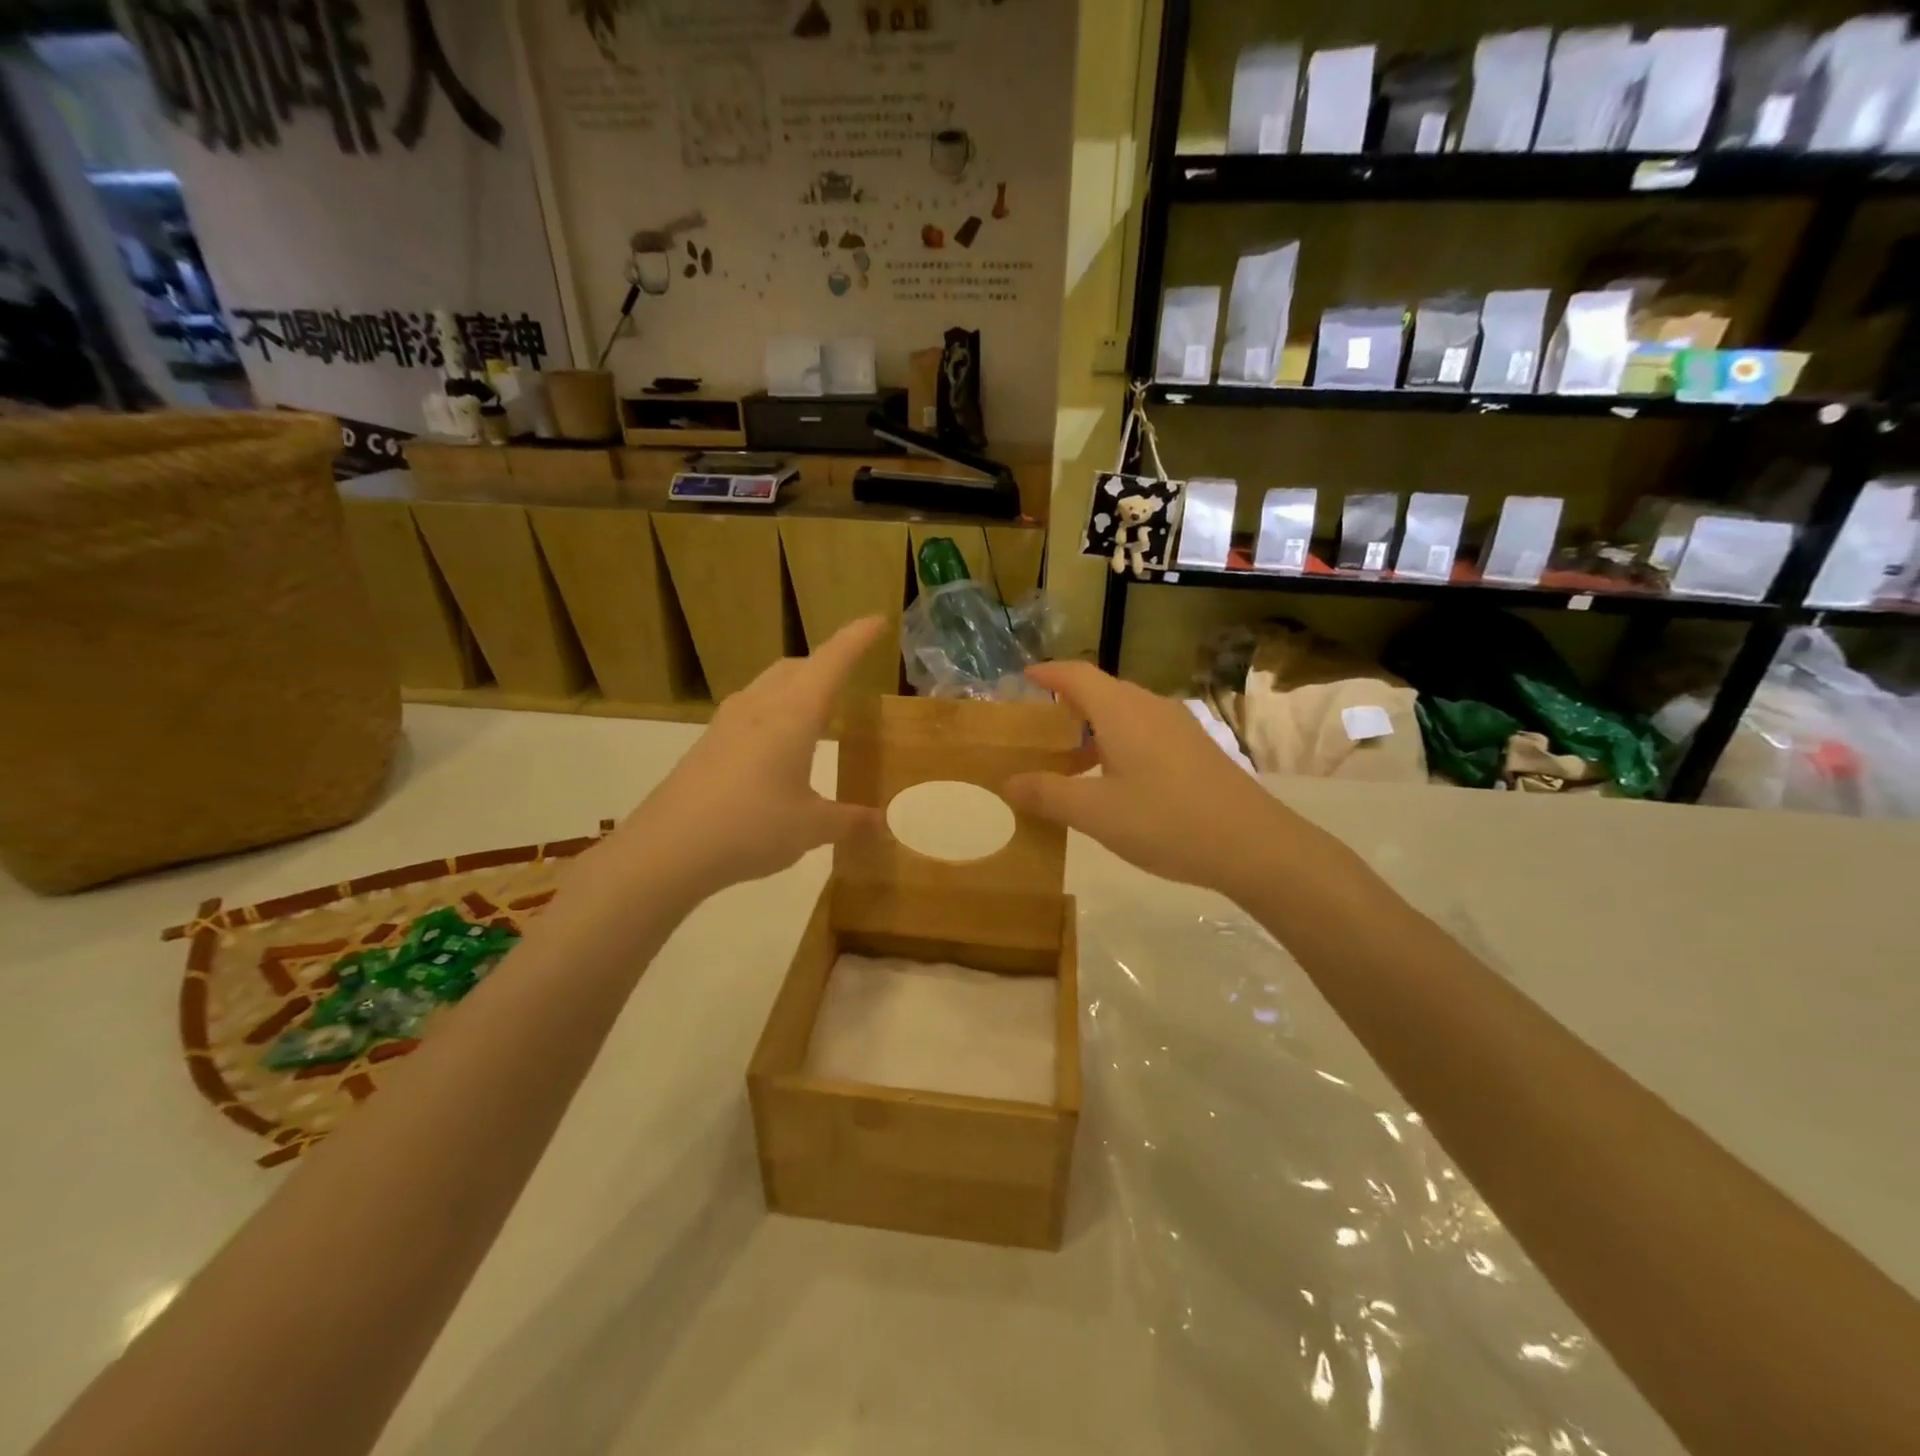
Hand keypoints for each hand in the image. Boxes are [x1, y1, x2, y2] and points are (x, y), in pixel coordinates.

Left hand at [610, 617, 886, 899]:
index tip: (878, 621)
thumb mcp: (811, 827)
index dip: (857, 638)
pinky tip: (778, 745)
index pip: (832, 661)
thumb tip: (882, 823)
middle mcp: (760, 705)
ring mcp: (728, 721)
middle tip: (850, 676)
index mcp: (794, 713)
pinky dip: (775, 711)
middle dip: (827, 663)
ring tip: (817, 711)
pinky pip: (751, 709)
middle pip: (798, 667)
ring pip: (770, 685)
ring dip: (797, 686)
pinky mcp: (708, 742)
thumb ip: (849, 821)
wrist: (667, 848)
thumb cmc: (751, 827)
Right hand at [1003, 661, 1304, 899]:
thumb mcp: (1096, 813)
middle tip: (1037, 727)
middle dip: (1066, 703)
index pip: (1076, 674)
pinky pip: (1144, 731)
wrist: (1253, 845)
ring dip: (1092, 727)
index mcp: (1121, 711)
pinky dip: (1117, 742)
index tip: (1022, 677)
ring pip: (1124, 713)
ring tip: (1069, 759)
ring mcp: (1178, 727)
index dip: (1047, 673)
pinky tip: (1113, 780)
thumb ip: (1048, 794)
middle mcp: (1150, 708)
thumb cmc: (1167, 821)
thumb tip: (1009, 782)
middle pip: (1100, 690)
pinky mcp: (1195, 749)